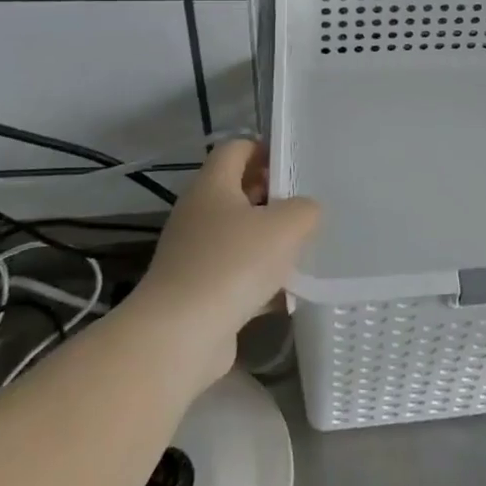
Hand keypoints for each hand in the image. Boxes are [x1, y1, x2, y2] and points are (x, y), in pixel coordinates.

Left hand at [135, 140, 320, 386]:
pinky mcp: (197, 291)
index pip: (236, 148)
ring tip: (303, 250)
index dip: (265, 149)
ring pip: (238, 235)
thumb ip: (305, 209)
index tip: (295, 165)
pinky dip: (259, 279)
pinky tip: (286, 293)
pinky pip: (235, 274)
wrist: (179, 336)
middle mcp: (198, 214)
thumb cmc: (233, 264)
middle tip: (306, 208)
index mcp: (212, 186)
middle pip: (238, 191)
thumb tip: (305, 212)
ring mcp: (193, 254)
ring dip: (268, 241)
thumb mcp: (286, 225)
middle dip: (273, 197)